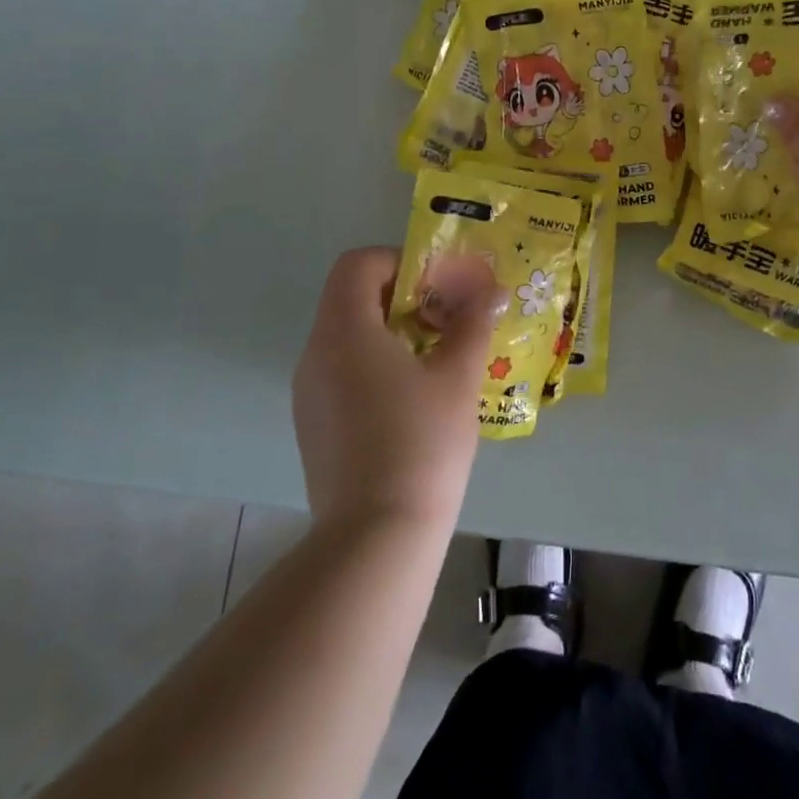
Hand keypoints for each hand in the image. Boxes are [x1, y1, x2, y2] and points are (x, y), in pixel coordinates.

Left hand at [292, 248, 503, 531]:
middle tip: (448, 320)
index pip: (358, 264)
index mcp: (344, 330)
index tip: (440, 286)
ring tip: (438, 359)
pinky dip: (376, 363)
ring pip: (348, 335)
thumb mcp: (458, 376)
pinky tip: (414, 398)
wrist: (376, 537)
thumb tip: (489, 288)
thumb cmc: (421, 443)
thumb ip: (473, 322)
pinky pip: (342, 370)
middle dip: (404, 297)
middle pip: (352, 297)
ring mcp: (309, 392)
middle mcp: (315, 353)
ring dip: (392, 331)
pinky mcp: (313, 424)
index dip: (401, 261)